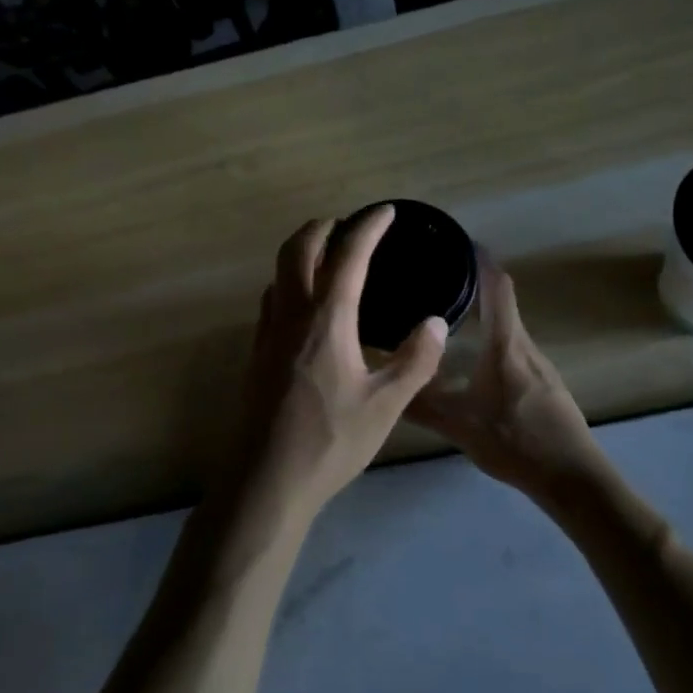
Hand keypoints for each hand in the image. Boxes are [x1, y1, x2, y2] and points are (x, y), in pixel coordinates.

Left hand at [227, 207, 448, 536]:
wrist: (267, 480)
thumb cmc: (331, 441)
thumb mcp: (386, 406)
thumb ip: (415, 360)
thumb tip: (435, 322)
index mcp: (327, 320)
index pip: (348, 256)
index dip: (367, 227)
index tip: (384, 211)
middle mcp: (292, 315)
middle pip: (298, 249)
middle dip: (322, 226)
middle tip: (348, 224)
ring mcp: (267, 333)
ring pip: (279, 272)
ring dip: (301, 251)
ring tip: (327, 256)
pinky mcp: (256, 353)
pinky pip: (272, 299)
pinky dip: (290, 281)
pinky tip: (305, 305)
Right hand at [408, 259, 608, 500]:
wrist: (574, 479)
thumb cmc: (516, 442)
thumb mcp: (460, 426)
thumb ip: (421, 406)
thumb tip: (383, 387)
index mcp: (506, 344)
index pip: (497, 287)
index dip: (480, 260)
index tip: (458, 241)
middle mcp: (525, 345)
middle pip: (501, 302)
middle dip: (473, 284)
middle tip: (436, 278)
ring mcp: (539, 365)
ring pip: (507, 328)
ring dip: (483, 315)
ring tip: (448, 315)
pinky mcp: (544, 384)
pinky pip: (513, 348)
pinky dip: (492, 339)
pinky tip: (473, 359)